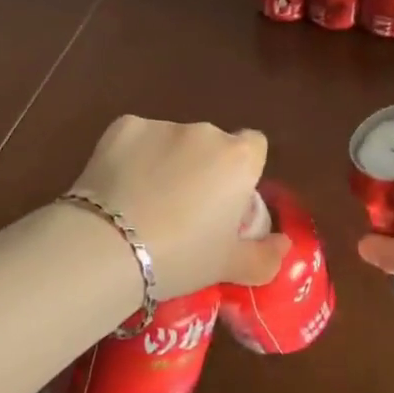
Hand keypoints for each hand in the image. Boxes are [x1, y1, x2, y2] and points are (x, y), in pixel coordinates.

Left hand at [69, 115, 284, 297]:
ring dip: (166, 160)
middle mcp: (205, 132)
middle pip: (212, 143)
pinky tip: (117, 187)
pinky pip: (136, 139)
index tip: (226, 199)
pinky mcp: (123, 126)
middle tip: (182, 209)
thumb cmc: (181, 258)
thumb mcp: (228, 267)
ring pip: (172, 140)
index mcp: (238, 159)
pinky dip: (131, 156)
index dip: (242, 170)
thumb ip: (264, 256)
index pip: (254, 146)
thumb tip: (284, 246)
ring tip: (143, 202)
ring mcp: (162, 125)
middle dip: (202, 166)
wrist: (109, 247)